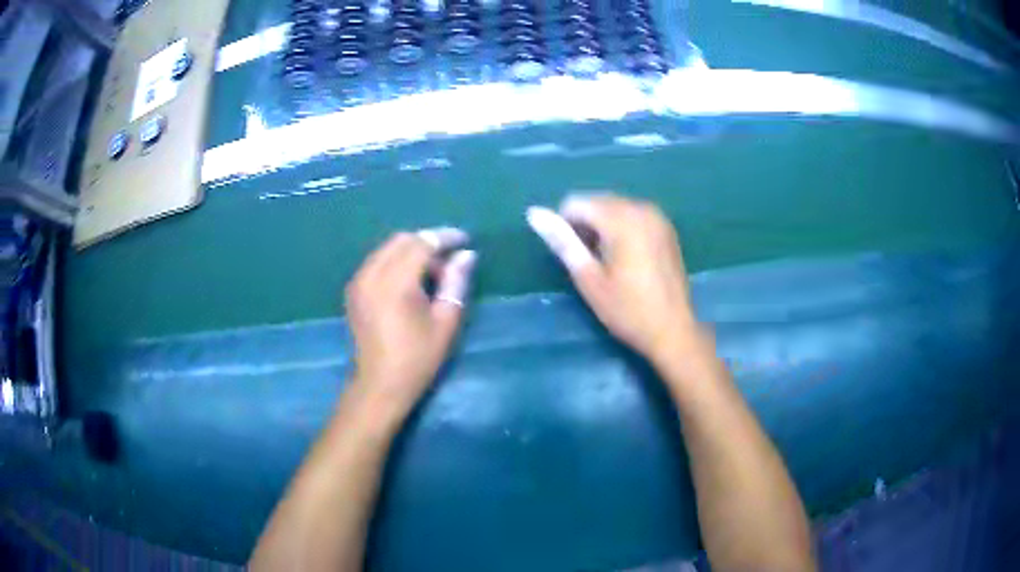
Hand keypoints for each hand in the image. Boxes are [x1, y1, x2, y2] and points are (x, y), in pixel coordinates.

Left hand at [345, 229, 476, 414]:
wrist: (379, 384)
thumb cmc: (417, 358)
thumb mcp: (445, 322)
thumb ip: (455, 283)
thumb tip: (466, 255)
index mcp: (395, 283)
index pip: (422, 243)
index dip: (445, 238)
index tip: (465, 240)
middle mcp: (372, 274)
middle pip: (402, 240)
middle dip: (428, 242)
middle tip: (450, 260)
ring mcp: (359, 281)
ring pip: (387, 248)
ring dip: (412, 250)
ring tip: (432, 272)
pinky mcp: (353, 290)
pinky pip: (377, 261)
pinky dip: (395, 260)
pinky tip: (410, 280)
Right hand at [527, 194, 698, 362]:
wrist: (673, 330)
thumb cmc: (627, 310)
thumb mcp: (589, 279)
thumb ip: (563, 242)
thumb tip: (534, 213)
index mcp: (621, 219)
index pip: (576, 203)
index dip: (565, 226)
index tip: (574, 258)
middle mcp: (641, 208)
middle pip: (597, 201)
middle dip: (585, 224)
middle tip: (589, 262)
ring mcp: (657, 216)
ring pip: (615, 207)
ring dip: (603, 227)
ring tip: (607, 262)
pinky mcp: (666, 228)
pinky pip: (633, 215)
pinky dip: (621, 228)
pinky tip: (626, 258)